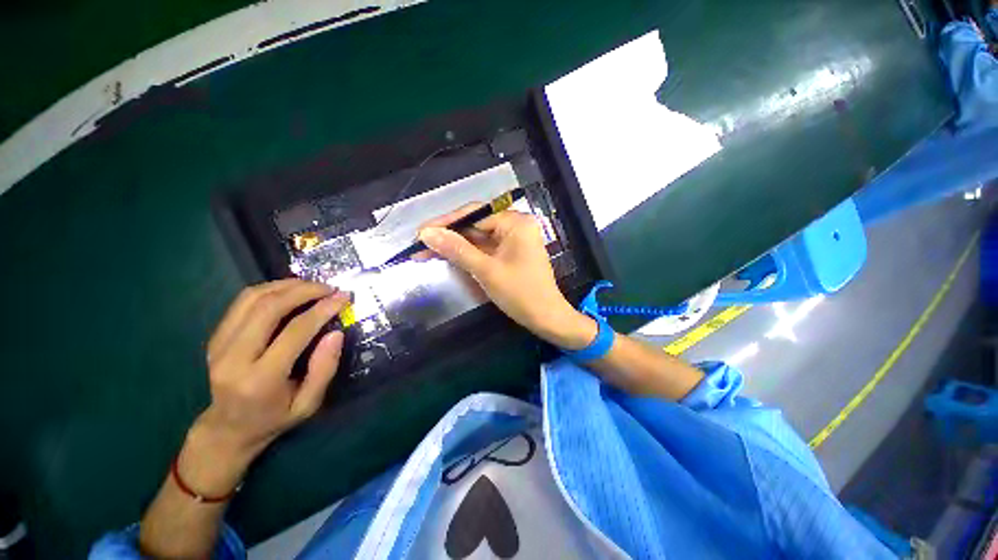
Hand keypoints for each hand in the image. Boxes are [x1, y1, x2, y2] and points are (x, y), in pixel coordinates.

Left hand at [181, 279, 348, 496]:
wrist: (228, 428)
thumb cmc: (275, 418)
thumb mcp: (309, 403)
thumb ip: (324, 369)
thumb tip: (336, 333)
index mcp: (259, 380)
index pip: (294, 332)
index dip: (322, 310)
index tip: (343, 297)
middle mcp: (232, 358)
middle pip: (268, 308)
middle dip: (303, 290)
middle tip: (329, 287)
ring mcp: (218, 345)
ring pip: (251, 299)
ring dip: (286, 285)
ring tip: (313, 285)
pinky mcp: (215, 336)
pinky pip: (242, 302)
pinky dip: (269, 289)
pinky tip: (290, 290)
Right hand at [417, 207, 596, 349]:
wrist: (547, 318)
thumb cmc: (520, 294)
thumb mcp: (486, 270)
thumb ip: (457, 249)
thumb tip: (426, 233)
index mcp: (515, 222)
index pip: (474, 215)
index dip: (445, 223)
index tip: (420, 232)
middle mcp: (515, 225)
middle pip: (475, 225)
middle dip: (448, 236)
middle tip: (419, 244)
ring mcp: (513, 240)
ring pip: (478, 238)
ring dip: (455, 246)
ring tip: (426, 252)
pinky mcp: (510, 253)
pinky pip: (485, 249)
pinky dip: (467, 254)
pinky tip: (447, 256)